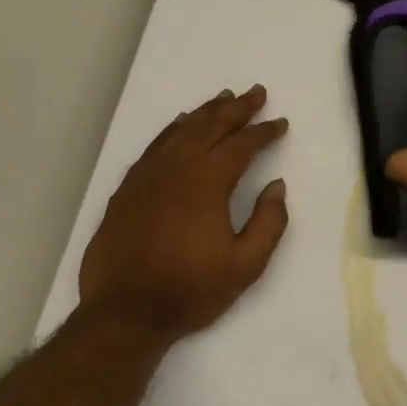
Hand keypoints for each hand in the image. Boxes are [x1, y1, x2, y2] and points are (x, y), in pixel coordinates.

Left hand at [76, 87, 289, 339]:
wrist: (126, 312)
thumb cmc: (191, 290)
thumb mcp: (246, 265)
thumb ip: (269, 222)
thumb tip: (277, 186)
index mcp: (208, 183)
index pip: (241, 145)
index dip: (263, 132)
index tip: (280, 123)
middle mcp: (176, 169)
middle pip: (209, 126)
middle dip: (236, 108)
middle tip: (256, 93)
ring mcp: (146, 176)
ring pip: (179, 131)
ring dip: (204, 112)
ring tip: (223, 99)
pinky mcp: (127, 189)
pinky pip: (154, 147)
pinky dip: (173, 130)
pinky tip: (180, 126)